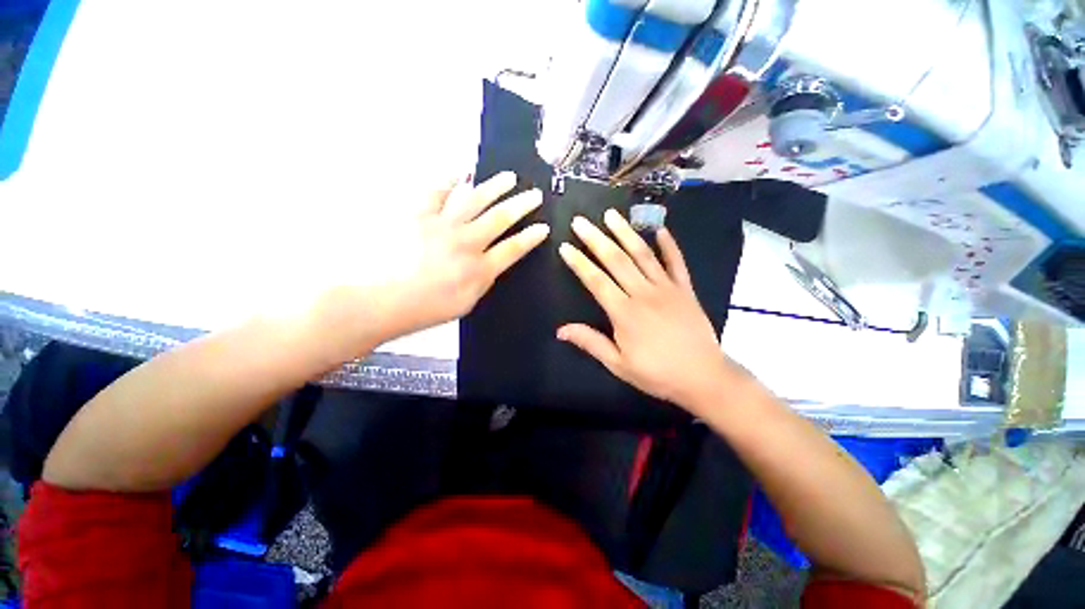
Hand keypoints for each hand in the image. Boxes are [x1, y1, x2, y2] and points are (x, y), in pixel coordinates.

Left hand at [369, 172, 548, 340]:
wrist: (383, 300)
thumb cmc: (426, 309)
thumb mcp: (465, 303)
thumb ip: (482, 280)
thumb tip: (490, 264)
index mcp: (480, 269)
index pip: (514, 249)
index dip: (531, 237)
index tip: (544, 227)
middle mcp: (467, 243)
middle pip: (500, 219)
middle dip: (522, 205)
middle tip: (535, 194)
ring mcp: (443, 226)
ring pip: (475, 200)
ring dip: (495, 187)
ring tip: (509, 177)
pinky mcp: (419, 215)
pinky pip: (437, 192)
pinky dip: (449, 180)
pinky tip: (461, 171)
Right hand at [557, 209, 734, 411]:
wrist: (703, 377)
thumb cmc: (656, 373)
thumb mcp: (618, 364)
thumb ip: (591, 343)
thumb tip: (560, 330)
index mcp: (624, 312)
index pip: (596, 281)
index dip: (579, 263)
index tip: (566, 246)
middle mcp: (643, 293)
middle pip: (616, 260)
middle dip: (596, 239)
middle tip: (581, 221)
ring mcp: (667, 288)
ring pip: (643, 254)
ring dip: (626, 232)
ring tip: (612, 214)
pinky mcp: (685, 289)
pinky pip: (676, 262)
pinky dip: (669, 245)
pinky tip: (661, 229)